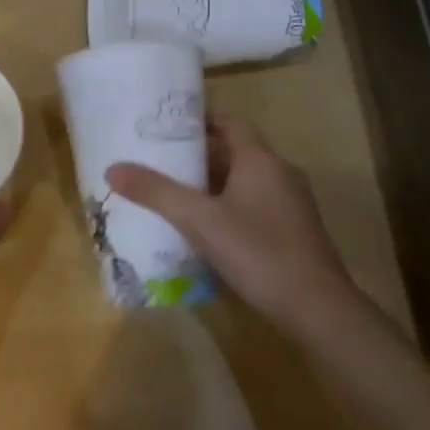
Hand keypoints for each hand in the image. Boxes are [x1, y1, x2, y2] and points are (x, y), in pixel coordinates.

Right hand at [106, 116, 355, 330]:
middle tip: (161, 163)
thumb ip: (156, 193)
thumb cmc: (258, 251)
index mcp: (261, 160)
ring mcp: (291, 205)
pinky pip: (255, 206)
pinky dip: (228, 208)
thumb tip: (113, 169)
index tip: (169, 127)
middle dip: (199, 157)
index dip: (202, 121)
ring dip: (213, 185)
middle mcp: (280, 174)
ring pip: (245, 182)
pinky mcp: (294, 232)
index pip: (231, 123)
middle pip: (236, 153)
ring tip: (174, 195)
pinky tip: (205, 230)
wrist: (316, 309)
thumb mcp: (199, 220)